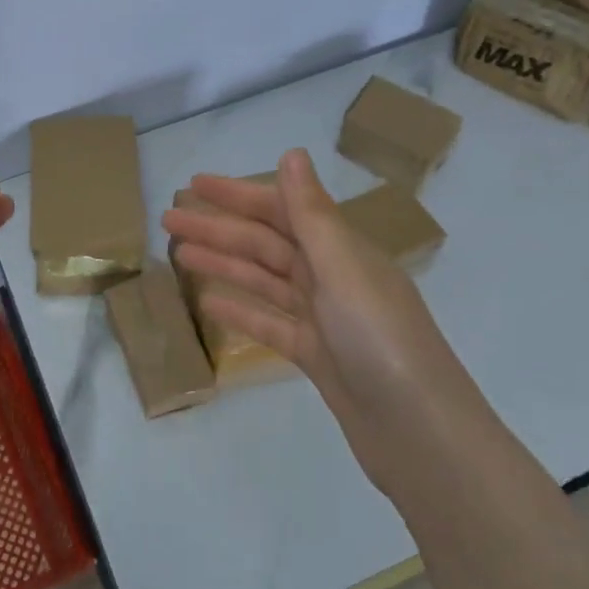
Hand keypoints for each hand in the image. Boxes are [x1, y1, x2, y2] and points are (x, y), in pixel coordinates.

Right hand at [161, 148, 483, 496]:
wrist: (420, 435)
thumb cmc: (381, 341)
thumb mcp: (343, 270)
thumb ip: (312, 214)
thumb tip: (293, 153)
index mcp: (343, 250)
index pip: (281, 210)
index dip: (237, 195)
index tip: (194, 186)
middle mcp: (333, 277)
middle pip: (265, 244)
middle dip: (218, 229)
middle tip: (168, 221)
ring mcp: (324, 319)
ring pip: (263, 280)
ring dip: (223, 264)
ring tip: (178, 255)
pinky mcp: (317, 356)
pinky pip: (271, 323)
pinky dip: (241, 310)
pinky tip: (209, 303)